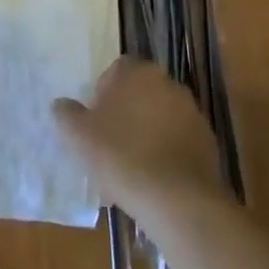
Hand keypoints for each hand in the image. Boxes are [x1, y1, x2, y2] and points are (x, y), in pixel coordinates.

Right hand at [53, 58, 232, 221]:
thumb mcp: (78, 136)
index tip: (96, 120)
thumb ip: (66, 114)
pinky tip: (156, 174)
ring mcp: (191, 110)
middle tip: (111, 139)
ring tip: (134, 161)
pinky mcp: (207, 139)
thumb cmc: (121, 157)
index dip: (103, 93)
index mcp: (136, 72)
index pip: (116, 70)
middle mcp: (167, 82)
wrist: (177, 199)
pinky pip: (179, 137)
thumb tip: (62, 104)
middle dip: (127, 109)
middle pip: (140, 90)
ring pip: (161, 113)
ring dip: (149, 128)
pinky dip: (168, 148)